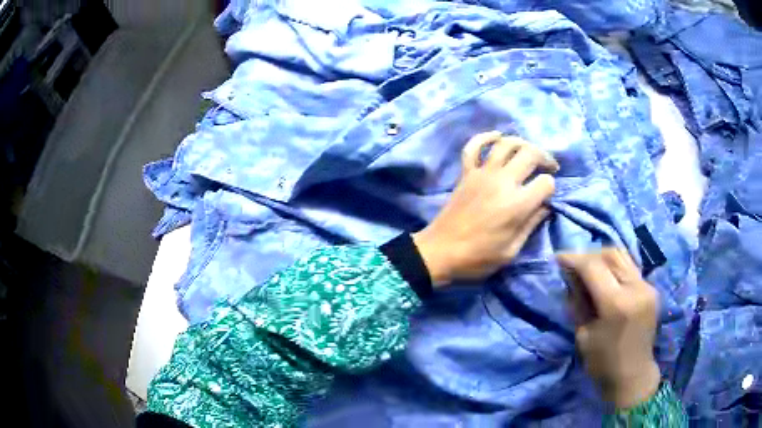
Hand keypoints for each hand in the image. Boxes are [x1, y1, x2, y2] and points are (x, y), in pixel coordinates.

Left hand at [412, 131, 558, 285]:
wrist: (440, 252)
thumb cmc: (477, 258)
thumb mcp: (511, 251)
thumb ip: (531, 225)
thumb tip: (546, 206)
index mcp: (517, 205)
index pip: (546, 182)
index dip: (551, 188)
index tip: (547, 197)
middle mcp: (502, 182)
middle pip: (530, 154)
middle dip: (545, 158)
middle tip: (549, 167)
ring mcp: (481, 173)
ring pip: (506, 143)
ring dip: (522, 143)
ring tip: (529, 153)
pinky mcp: (466, 172)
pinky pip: (473, 146)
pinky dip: (486, 137)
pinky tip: (497, 137)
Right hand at [558, 249, 660, 408]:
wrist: (633, 375)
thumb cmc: (603, 363)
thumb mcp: (583, 335)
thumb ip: (578, 302)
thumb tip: (570, 278)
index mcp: (616, 304)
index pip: (593, 266)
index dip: (573, 259)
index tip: (557, 258)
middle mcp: (635, 288)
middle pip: (610, 254)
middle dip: (588, 255)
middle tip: (573, 264)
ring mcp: (647, 286)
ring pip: (622, 257)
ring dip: (602, 258)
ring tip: (589, 268)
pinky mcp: (651, 289)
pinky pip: (630, 268)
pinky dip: (615, 267)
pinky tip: (606, 278)